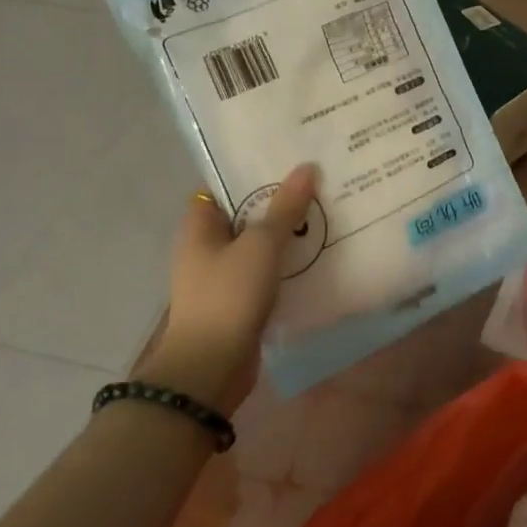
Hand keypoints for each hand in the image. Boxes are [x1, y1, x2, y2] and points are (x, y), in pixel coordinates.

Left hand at [134, 164, 318, 412]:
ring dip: (287, 231)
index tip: (286, 157)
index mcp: (200, 226)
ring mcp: (223, 275)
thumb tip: (306, 168)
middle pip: (246, 212)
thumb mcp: (261, 245)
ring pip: (259, 243)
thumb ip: (285, 207)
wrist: (211, 369)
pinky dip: (288, 261)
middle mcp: (207, 247)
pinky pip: (267, 270)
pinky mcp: (240, 300)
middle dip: (278, 199)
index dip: (251, 169)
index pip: (223, 185)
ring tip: (326, 209)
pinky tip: (318, 251)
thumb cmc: (228, 296)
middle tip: (317, 179)